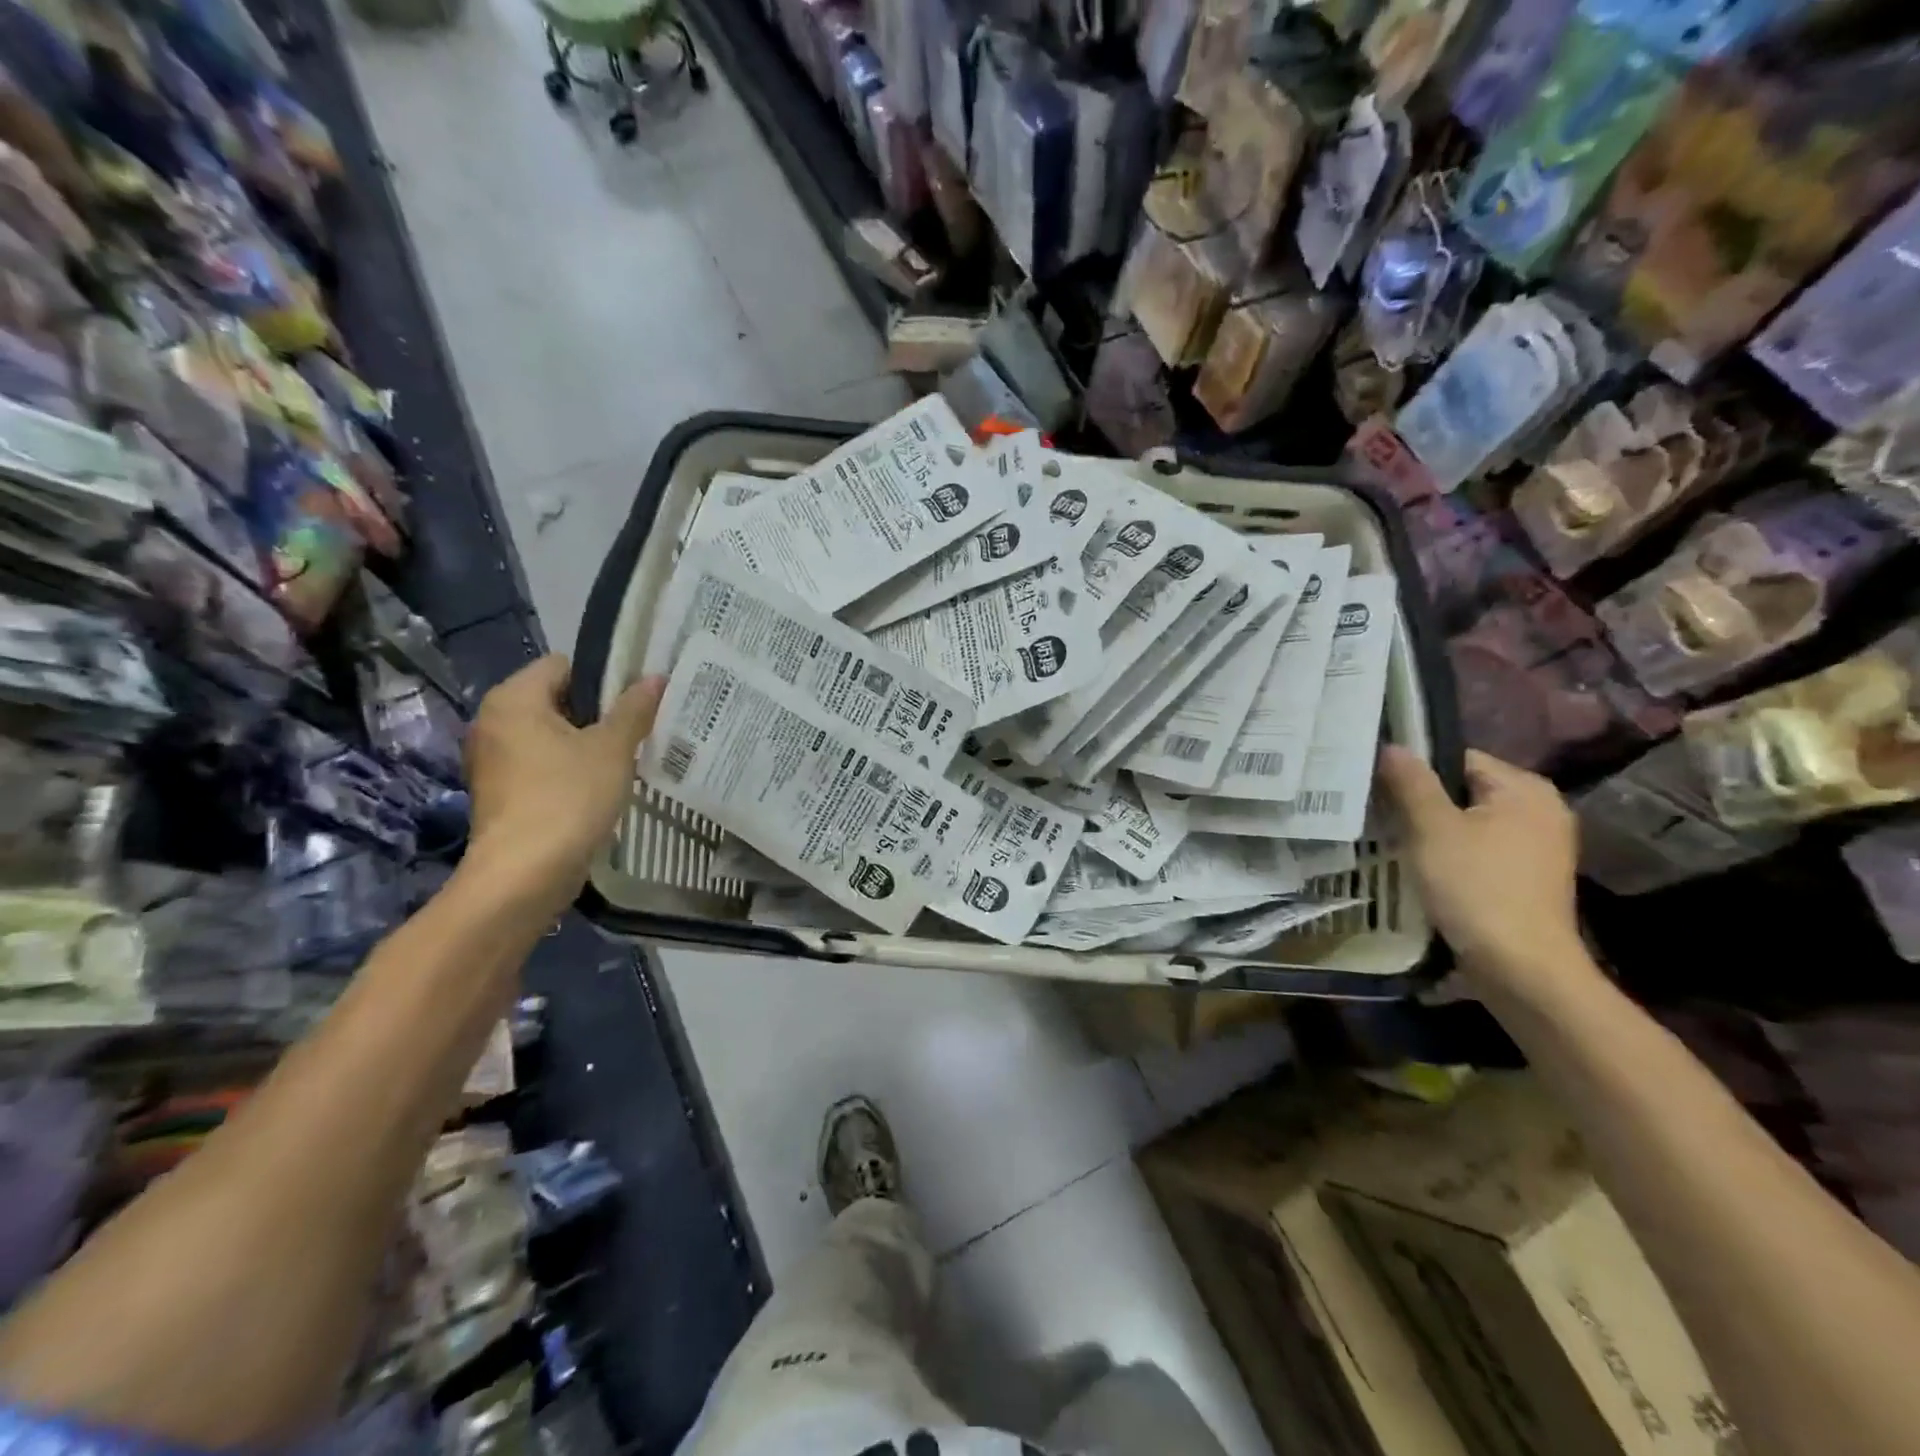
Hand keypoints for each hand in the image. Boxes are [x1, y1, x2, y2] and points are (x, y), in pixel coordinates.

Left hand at [463, 656, 664, 902]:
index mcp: (513, 699)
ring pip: (549, 736)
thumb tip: (655, 678)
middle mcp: (492, 722)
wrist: (524, 875)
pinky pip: (540, 765)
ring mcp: (492, 761)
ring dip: (585, 744)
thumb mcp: (612, 749)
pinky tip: (600, 788)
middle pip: (556, 700)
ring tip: (626, 759)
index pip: (563, 666)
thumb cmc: (568, 798)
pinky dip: (568, 770)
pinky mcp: (500, 794)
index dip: (603, 678)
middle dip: (598, 713)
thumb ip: (634, 709)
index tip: (637, 700)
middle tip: (639, 728)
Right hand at [1377, 745, 1590, 995]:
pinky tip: (1426, 871)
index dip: (1415, 772)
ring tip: (1396, 844)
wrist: (1521, 968)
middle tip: (1381, 818)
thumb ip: (1411, 783)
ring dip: (1434, 833)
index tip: (1379, 791)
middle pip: (1463, 791)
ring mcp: (1539, 847)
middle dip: (1422, 804)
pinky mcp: (1529, 878)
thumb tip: (1393, 745)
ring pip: (1469, 823)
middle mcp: (1541, 810)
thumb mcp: (1432, 828)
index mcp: (1524, 788)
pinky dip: (1452, 856)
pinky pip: (1480, 850)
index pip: (1457, 759)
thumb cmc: (1476, 887)